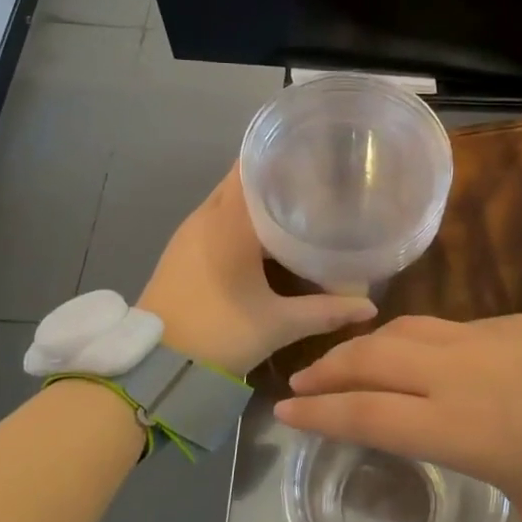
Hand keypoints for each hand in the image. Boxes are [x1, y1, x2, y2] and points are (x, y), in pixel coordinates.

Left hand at [138, 166, 376, 377]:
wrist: (153, 366)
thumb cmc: (219, 333)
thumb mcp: (278, 324)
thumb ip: (325, 311)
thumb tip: (369, 305)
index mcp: (228, 222)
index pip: (251, 167)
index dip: (281, 156)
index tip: (314, 155)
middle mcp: (205, 217)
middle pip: (241, 180)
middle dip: (275, 177)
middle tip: (315, 181)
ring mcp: (188, 234)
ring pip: (227, 201)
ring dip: (256, 200)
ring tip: (297, 204)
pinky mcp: (180, 252)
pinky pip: (215, 220)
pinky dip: (240, 219)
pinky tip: (265, 237)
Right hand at [277, 315, 521, 521]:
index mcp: (455, 428)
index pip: (367, 414)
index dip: (321, 411)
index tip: (286, 410)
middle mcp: (454, 375)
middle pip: (372, 360)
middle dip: (329, 368)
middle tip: (301, 379)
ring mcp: (481, 341)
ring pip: (403, 332)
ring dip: (365, 344)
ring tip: (346, 359)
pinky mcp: (508, 322)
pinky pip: (441, 326)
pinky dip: (409, 335)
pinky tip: (415, 349)